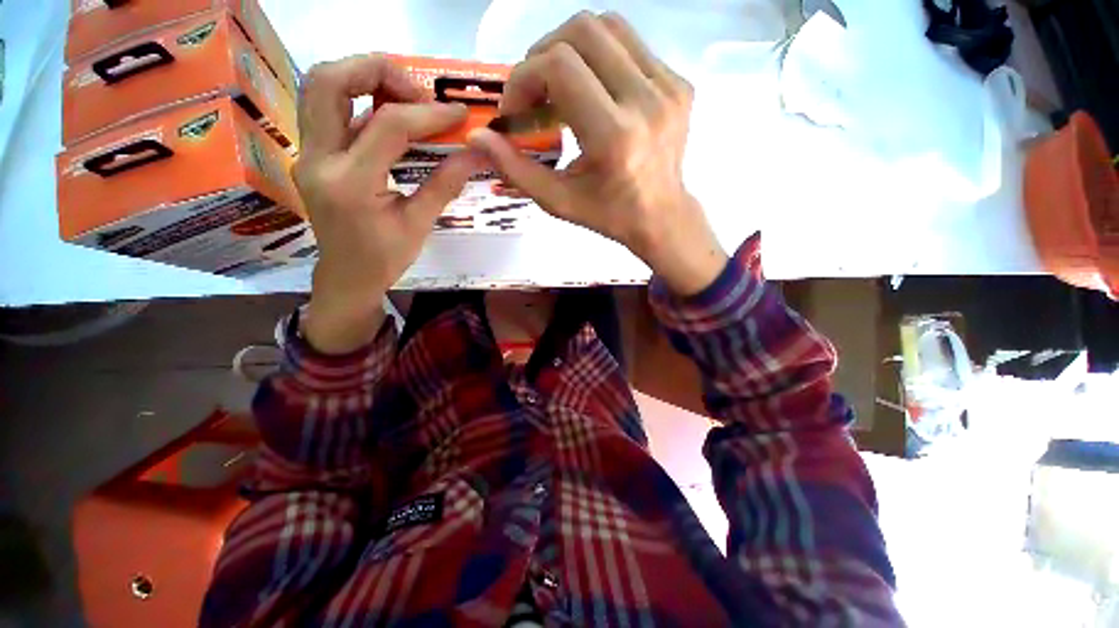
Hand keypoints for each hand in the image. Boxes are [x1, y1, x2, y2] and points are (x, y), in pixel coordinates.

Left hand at [293, 54, 484, 353]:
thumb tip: (476, 154)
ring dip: (362, 77)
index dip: (428, 114)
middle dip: (378, 71)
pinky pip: (327, 106)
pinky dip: (358, 96)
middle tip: (418, 92)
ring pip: (319, 86)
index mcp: (350, 184)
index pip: (387, 126)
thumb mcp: (419, 224)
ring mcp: (308, 153)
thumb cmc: (385, 259)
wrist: (347, 276)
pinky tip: (388, 113)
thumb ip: (445, 183)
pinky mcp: (312, 153)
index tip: (459, 114)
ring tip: (404, 96)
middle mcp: (318, 159)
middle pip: (329, 81)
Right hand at [467, 12, 727, 295]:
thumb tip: (478, 137)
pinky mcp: (679, 82)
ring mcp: (668, 87)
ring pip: (608, 27)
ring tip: (561, 87)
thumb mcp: (558, 201)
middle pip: (582, 31)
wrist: (662, 216)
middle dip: (544, 55)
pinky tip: (594, 91)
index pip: (560, 66)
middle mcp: (645, 101)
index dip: (525, 77)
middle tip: (535, 92)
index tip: (517, 108)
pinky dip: (600, 58)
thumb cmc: (609, 215)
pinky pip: (630, 45)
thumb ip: (516, 168)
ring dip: (572, 49)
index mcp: (614, 137)